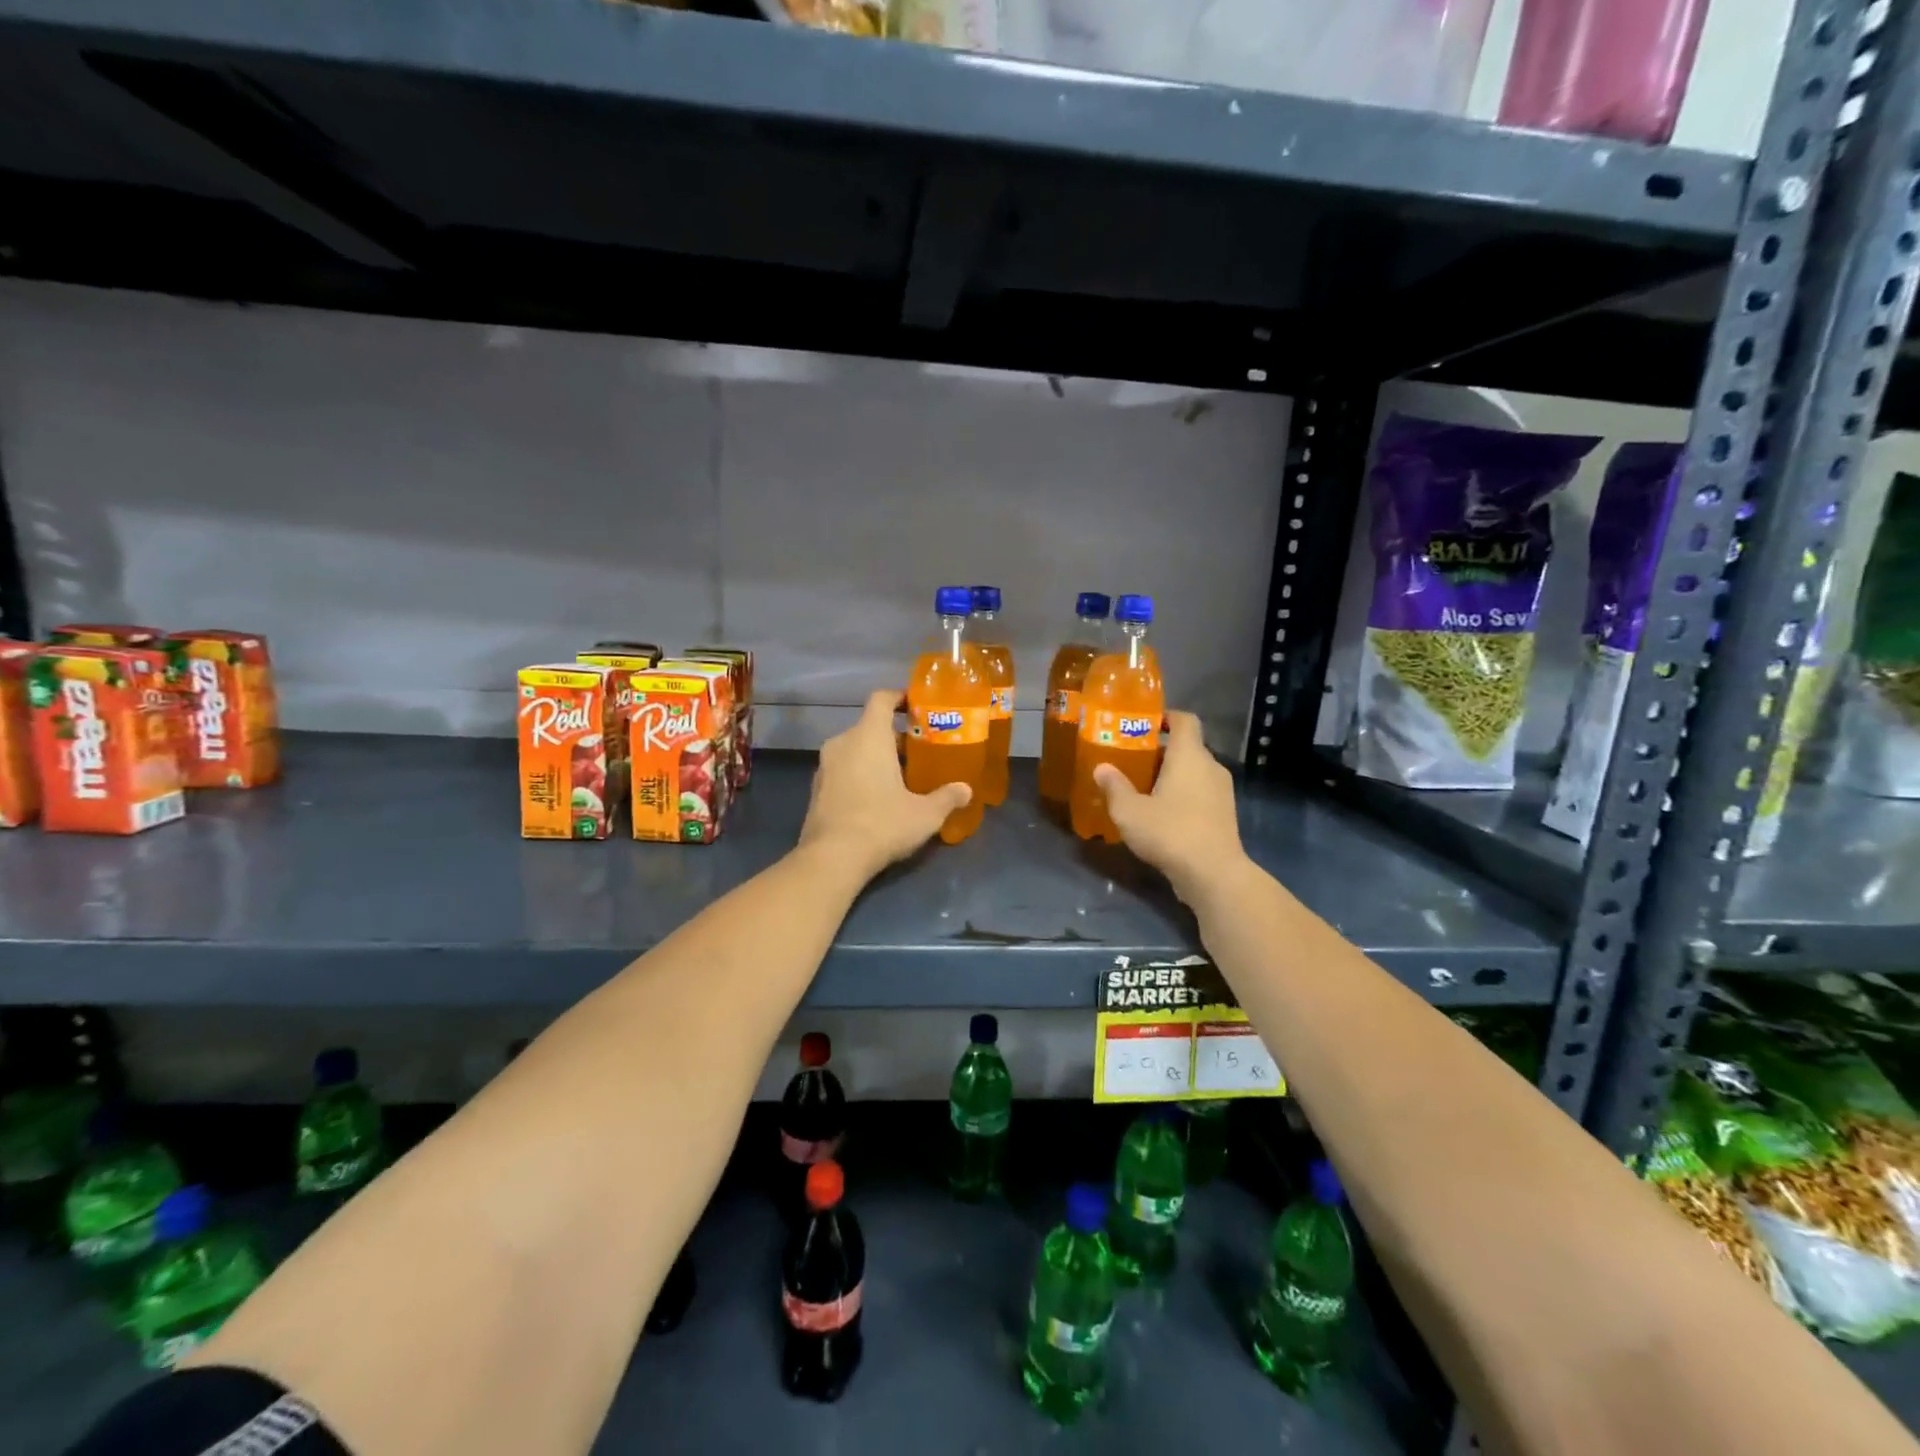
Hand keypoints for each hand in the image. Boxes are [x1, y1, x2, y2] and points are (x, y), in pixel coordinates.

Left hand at [799, 690, 970, 880]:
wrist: (831, 858)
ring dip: (876, 758)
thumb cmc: (882, 823)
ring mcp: (824, 767)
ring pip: (855, 750)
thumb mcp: (925, 814)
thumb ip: (947, 798)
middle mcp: (842, 743)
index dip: (899, 698)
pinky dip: (860, 775)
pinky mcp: (816, 790)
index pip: (881, 699)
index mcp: (868, 736)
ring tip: (901, 778)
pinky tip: (878, 799)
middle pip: (870, 727)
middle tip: (920, 753)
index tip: (916, 707)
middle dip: (895, 738)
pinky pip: (843, 770)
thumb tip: (966, 790)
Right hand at [1094, 711, 1248, 902]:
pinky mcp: (1224, 814)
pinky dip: (1182, 795)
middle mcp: (1210, 766)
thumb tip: (1101, 768)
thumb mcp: (1129, 811)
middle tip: (1131, 761)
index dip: (1165, 717)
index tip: (1143, 724)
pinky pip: (1200, 793)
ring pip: (1193, 772)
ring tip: (1142, 789)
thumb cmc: (1170, 831)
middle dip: (1159, 752)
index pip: (1184, 720)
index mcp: (1189, 755)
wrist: (1213, 874)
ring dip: (1170, 776)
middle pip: (1186, 747)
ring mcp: (1222, 791)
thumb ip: (1114, 786)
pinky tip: (1160, 814)